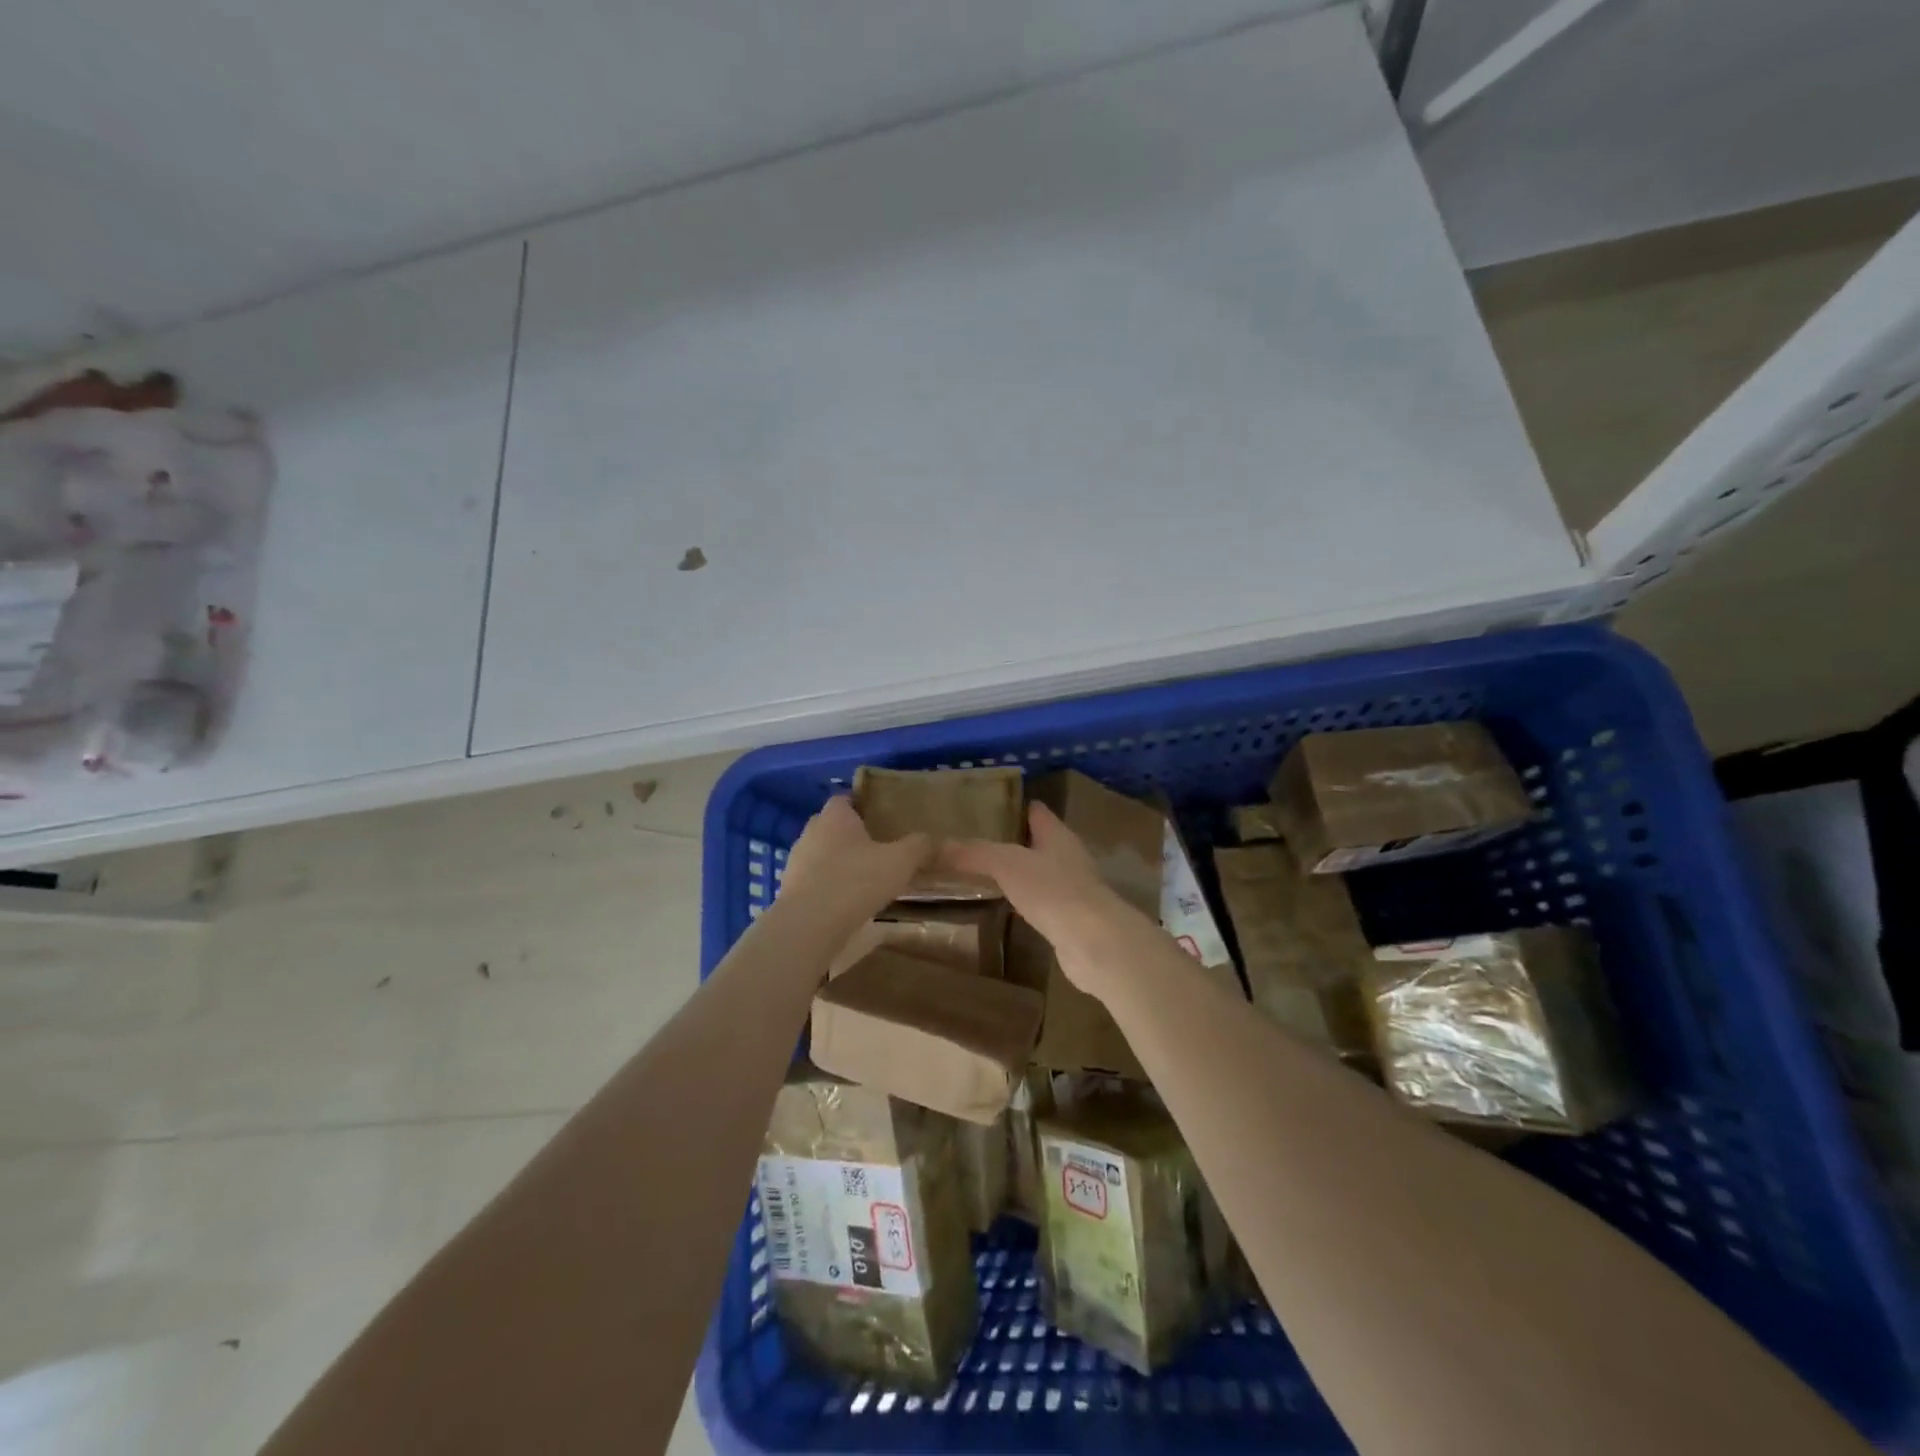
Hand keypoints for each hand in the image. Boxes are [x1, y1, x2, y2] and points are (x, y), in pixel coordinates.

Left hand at [777, 796, 932, 928]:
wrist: (809, 925)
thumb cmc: (856, 881)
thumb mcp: (900, 861)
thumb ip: (919, 846)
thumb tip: (933, 838)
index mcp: (835, 816)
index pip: (846, 799)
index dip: (863, 808)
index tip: (882, 822)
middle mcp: (811, 831)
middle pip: (833, 827)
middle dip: (853, 837)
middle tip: (879, 852)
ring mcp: (796, 861)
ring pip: (822, 855)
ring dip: (839, 864)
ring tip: (865, 881)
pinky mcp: (789, 890)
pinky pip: (814, 881)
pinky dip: (828, 888)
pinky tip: (846, 904)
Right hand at [941, 803, 1155, 994]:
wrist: (1095, 942)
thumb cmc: (1053, 891)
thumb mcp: (1007, 865)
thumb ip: (975, 853)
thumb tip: (937, 846)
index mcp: (1058, 835)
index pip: (1036, 811)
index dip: (1015, 806)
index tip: (988, 806)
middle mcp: (1068, 857)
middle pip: (1039, 842)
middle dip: (1013, 840)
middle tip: (976, 841)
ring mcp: (1073, 890)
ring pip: (1040, 873)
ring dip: (1019, 873)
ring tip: (985, 873)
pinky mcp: (1071, 920)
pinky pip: (1042, 903)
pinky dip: (1025, 901)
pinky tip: (1006, 907)